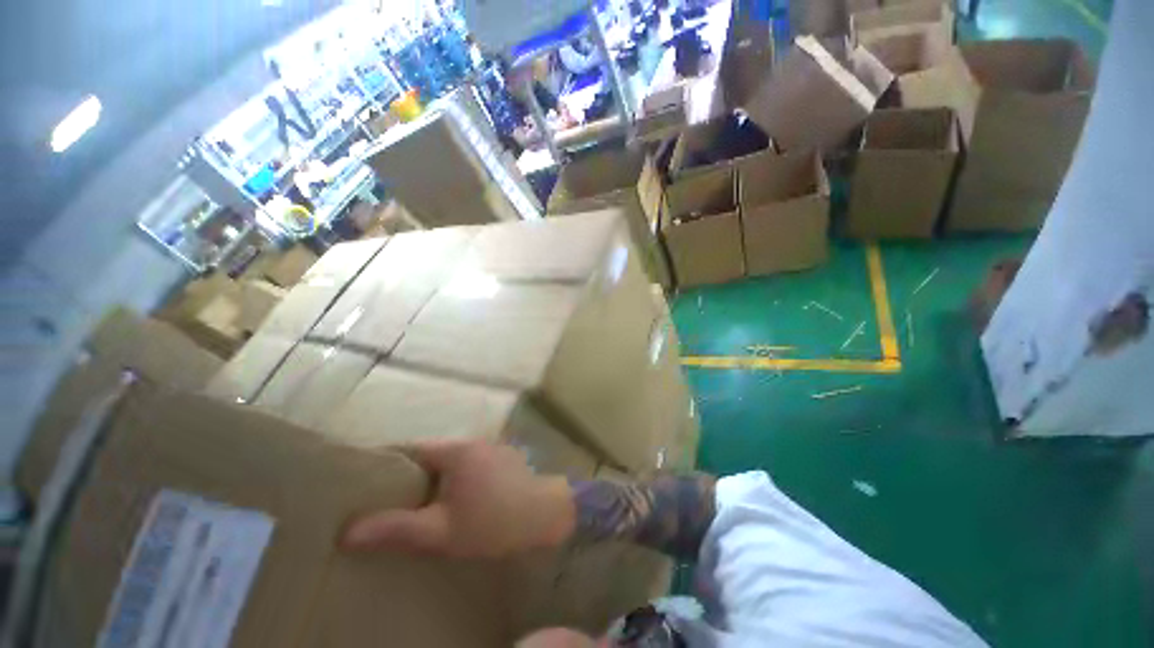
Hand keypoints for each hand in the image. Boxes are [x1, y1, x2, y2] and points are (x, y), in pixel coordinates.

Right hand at [342, 440, 576, 557]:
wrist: (548, 516)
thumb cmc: (494, 522)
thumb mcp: (441, 531)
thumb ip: (397, 529)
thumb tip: (347, 531)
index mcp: (456, 450)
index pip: (411, 449)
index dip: (386, 464)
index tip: (365, 484)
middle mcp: (474, 442)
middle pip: (432, 454)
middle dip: (409, 475)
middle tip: (387, 500)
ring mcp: (492, 448)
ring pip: (452, 460)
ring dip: (435, 478)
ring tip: (418, 502)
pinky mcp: (505, 459)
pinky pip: (471, 465)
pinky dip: (457, 478)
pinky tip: (456, 499)